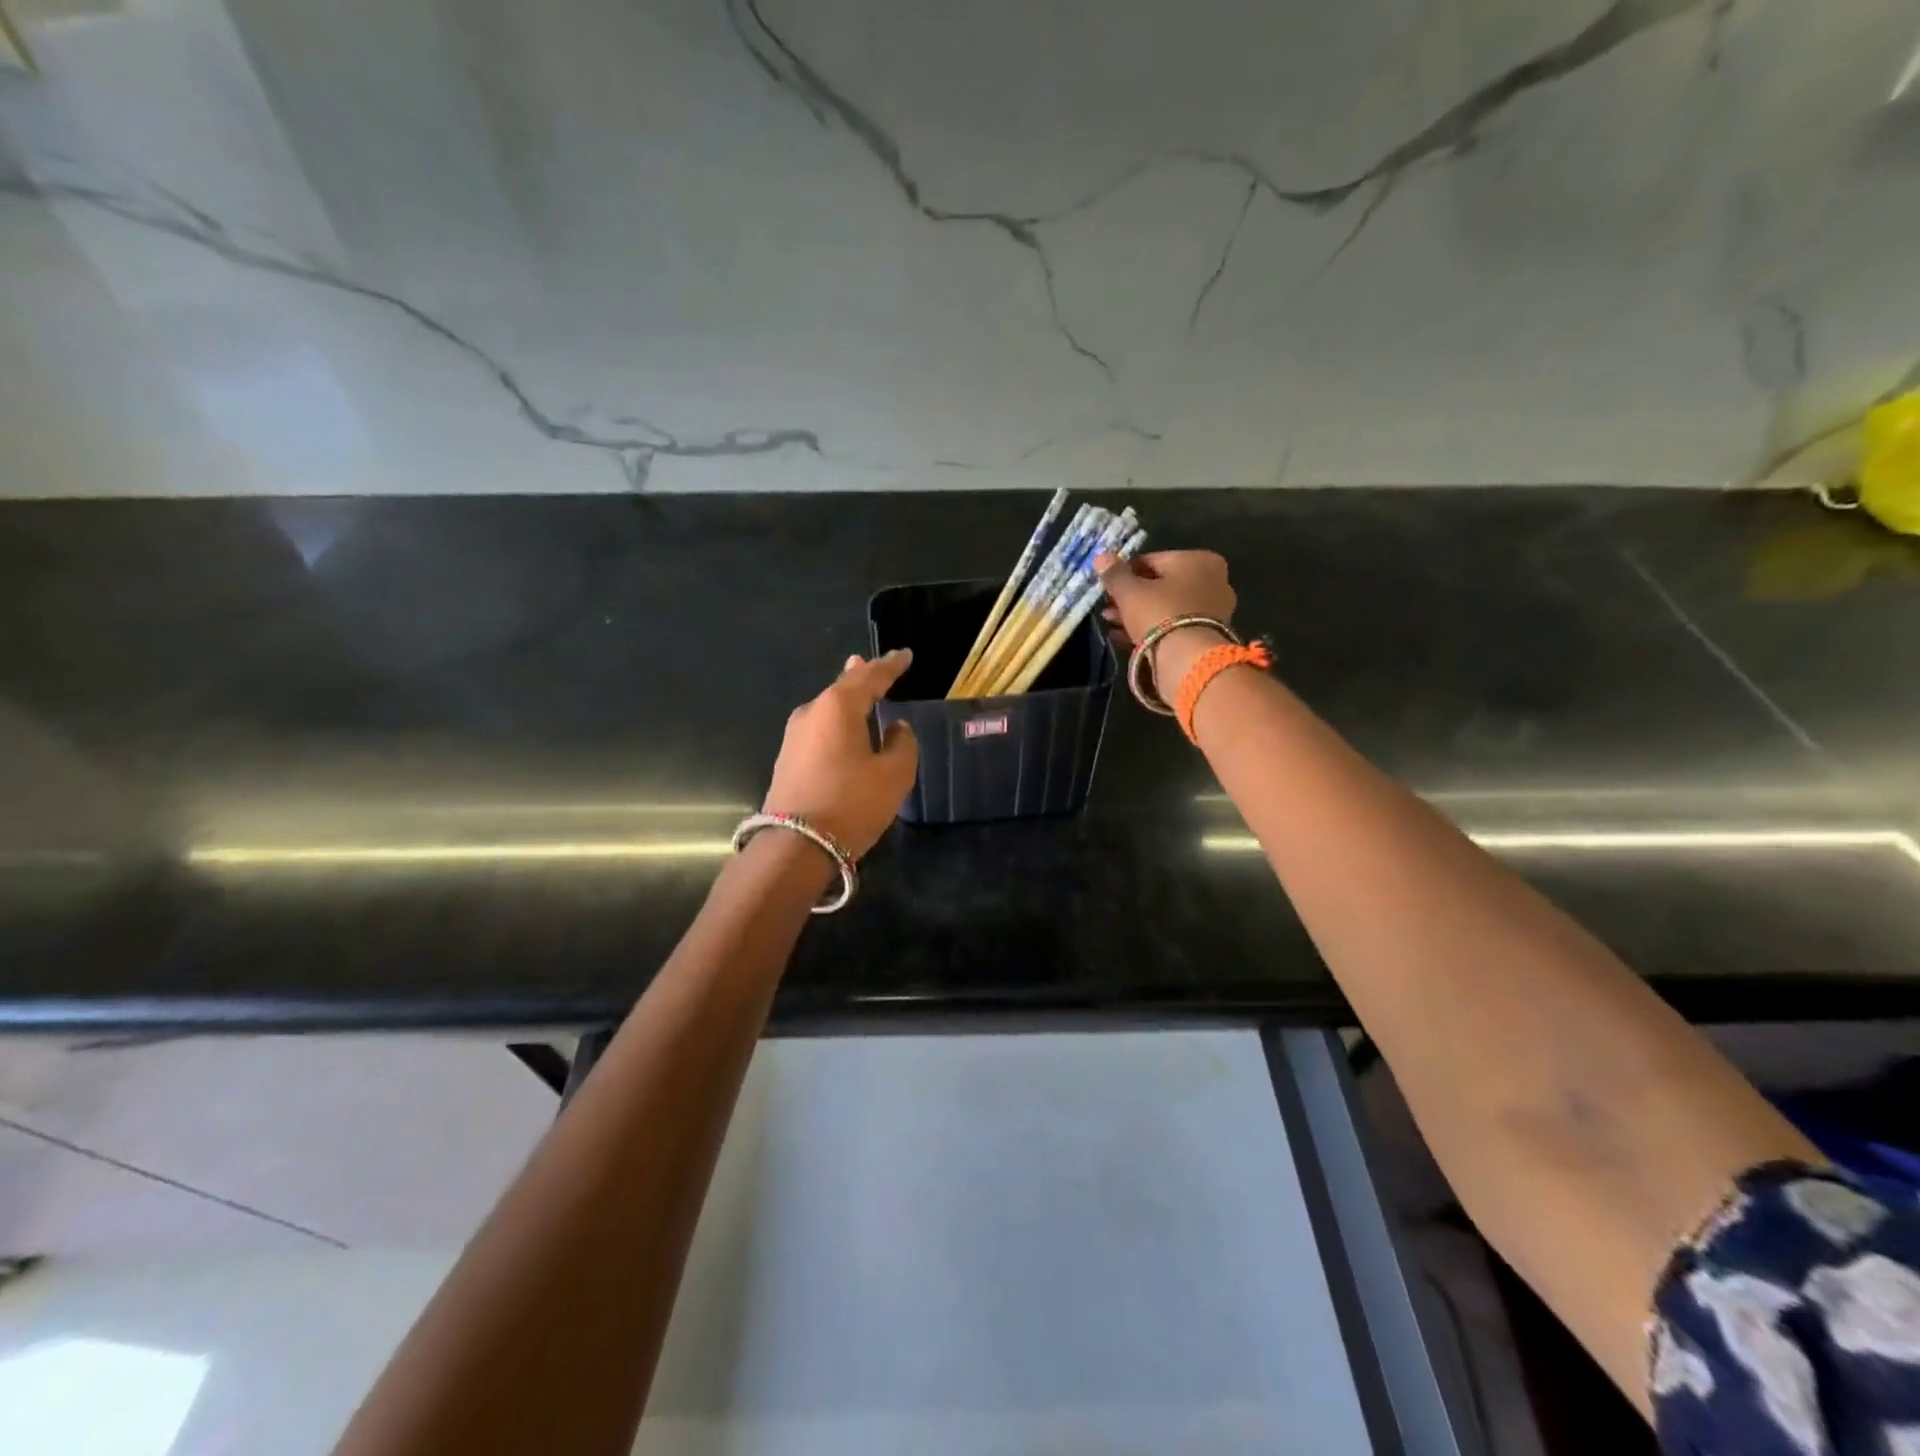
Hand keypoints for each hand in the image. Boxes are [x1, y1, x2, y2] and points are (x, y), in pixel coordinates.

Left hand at [762, 650, 918, 858]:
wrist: (796, 846)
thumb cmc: (852, 803)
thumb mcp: (893, 775)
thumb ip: (902, 744)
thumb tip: (895, 729)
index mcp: (839, 707)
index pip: (871, 677)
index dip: (891, 666)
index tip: (905, 654)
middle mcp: (812, 713)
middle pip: (842, 687)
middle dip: (861, 676)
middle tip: (873, 664)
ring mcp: (794, 737)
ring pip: (827, 708)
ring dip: (846, 699)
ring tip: (859, 688)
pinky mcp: (788, 760)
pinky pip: (819, 729)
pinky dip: (836, 722)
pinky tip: (842, 728)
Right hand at [1094, 550, 1237, 689]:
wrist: (1188, 659)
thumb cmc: (1160, 613)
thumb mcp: (1130, 592)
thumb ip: (1115, 573)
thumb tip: (1101, 556)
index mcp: (1198, 559)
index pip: (1152, 560)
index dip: (1125, 573)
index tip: (1108, 587)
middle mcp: (1213, 580)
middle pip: (1160, 585)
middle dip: (1131, 596)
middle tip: (1107, 607)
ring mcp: (1214, 609)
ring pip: (1166, 607)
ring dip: (1137, 613)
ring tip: (1110, 622)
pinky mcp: (1208, 634)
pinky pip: (1173, 625)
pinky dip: (1151, 628)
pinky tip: (1124, 636)